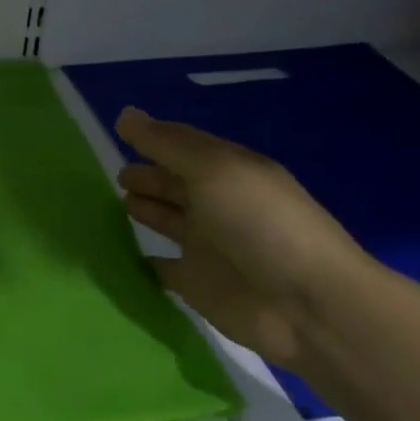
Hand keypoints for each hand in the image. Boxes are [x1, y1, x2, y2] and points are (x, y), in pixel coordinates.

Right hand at [115, 107, 368, 367]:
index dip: (155, 136)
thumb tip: (124, 114)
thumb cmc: (260, 224)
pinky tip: (120, 253)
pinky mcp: (196, 284)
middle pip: (175, 183)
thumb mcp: (213, 170)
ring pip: (168, 220)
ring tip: (114, 202)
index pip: (184, 145)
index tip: (119, 128)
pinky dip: (143, 260)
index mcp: (227, 170)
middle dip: (149, 175)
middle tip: (116, 174)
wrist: (305, 305)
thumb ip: (166, 145)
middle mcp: (216, 204)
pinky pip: (162, 268)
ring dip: (146, 209)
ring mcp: (206, 245)